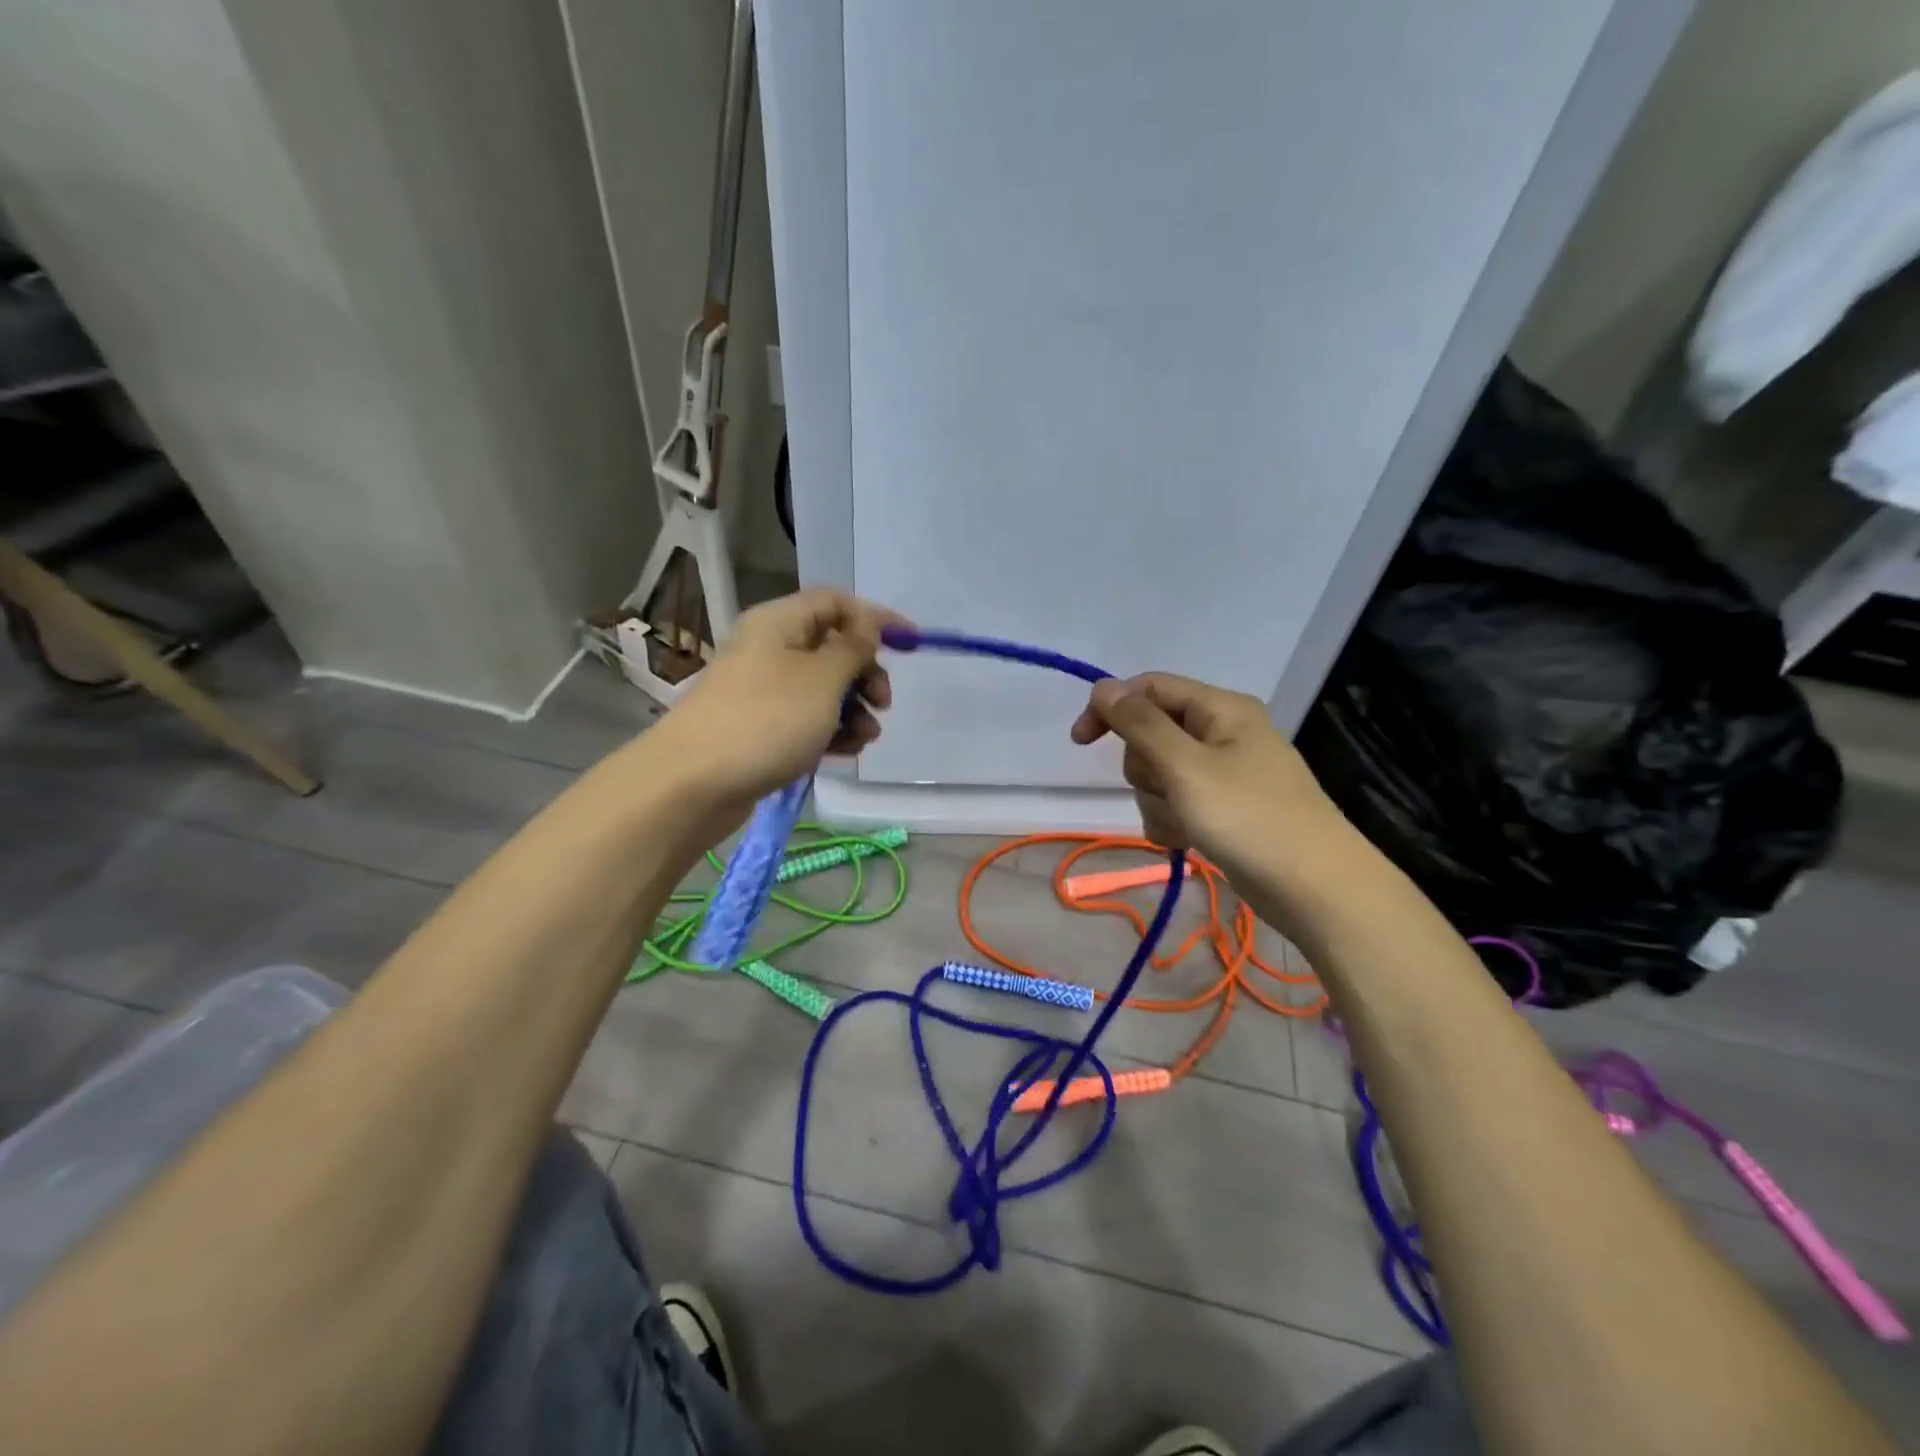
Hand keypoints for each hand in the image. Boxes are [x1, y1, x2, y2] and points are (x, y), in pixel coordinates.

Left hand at [652, 588, 909, 806]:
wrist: (693, 783)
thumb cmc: (766, 720)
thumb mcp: (822, 679)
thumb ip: (854, 648)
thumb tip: (870, 624)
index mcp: (780, 623)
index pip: (837, 603)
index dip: (877, 619)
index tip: (912, 645)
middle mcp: (770, 649)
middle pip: (833, 647)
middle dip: (866, 673)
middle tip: (882, 703)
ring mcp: (763, 690)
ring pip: (823, 688)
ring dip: (854, 709)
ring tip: (865, 738)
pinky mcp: (761, 727)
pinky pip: (807, 719)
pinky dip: (831, 730)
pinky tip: (845, 752)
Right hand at [1070, 672, 1350, 884]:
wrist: (1314, 888)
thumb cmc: (1249, 817)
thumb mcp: (1185, 766)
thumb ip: (1140, 724)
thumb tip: (1104, 686)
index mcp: (1220, 708)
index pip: (1149, 688)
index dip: (1111, 708)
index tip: (1079, 742)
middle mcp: (1222, 732)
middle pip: (1151, 734)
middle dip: (1146, 769)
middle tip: (1169, 791)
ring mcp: (1223, 773)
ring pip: (1159, 774)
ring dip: (1158, 801)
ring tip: (1185, 824)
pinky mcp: (1222, 808)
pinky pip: (1176, 803)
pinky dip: (1172, 821)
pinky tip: (1188, 841)